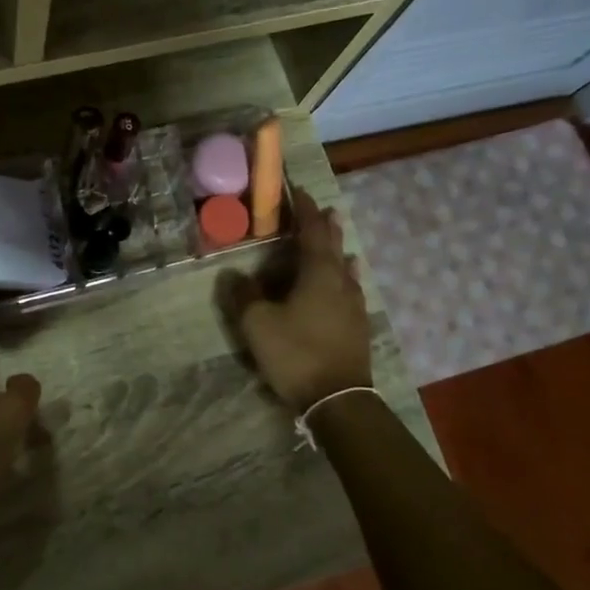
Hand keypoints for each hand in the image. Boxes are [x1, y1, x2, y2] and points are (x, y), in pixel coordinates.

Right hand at [221, 188, 373, 411]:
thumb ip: (243, 295)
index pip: (311, 231)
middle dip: (324, 225)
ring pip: (345, 266)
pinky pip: (350, 287)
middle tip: (319, 207)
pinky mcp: (357, 325)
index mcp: (318, 273)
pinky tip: (348, 279)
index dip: (303, 209)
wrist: (338, 399)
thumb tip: (232, 274)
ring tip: (335, 235)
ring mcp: (353, 304)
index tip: (297, 190)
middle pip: (333, 245)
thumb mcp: (257, 324)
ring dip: (337, 247)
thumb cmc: (296, 354)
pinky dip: (344, 274)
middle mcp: (341, 281)